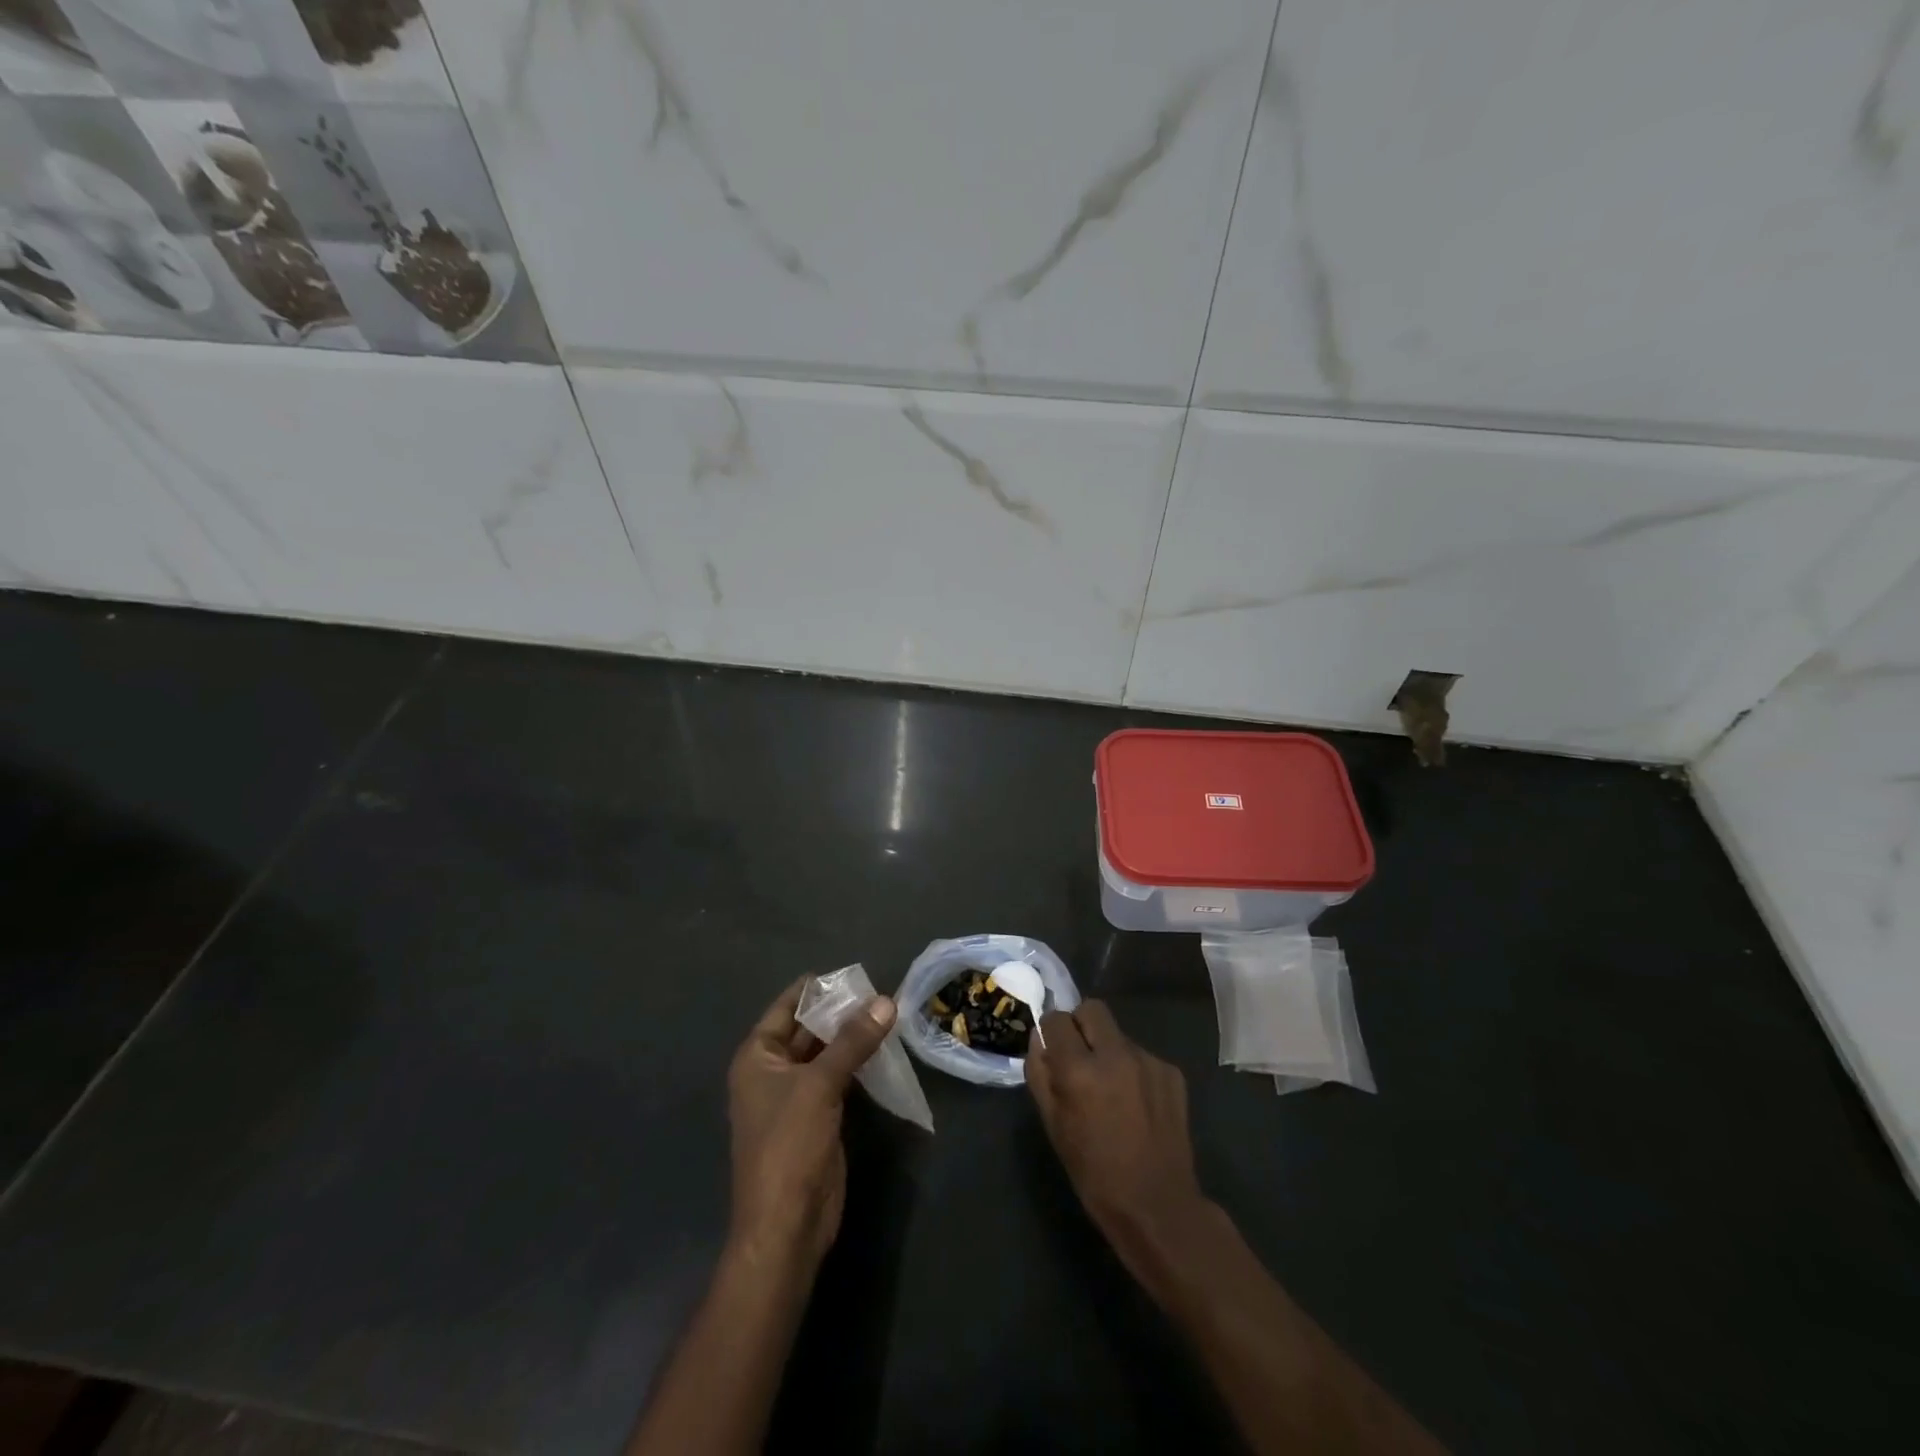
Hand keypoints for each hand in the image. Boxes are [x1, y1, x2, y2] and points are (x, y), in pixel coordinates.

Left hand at [727, 978, 896, 1268]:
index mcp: (757, 1056)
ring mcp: (796, 1094)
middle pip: (808, 1027)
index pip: (787, 1005)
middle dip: (842, 1011)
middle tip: (884, 992)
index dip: (819, 988)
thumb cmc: (789, 1145)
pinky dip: (859, 1062)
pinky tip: (886, 1048)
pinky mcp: (818, 1116)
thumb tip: (886, 1001)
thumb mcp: (819, 1085)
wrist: (787, 1225)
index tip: (858, 973)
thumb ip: (853, 1041)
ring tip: (891, 1013)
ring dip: (854, 1036)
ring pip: (827, 1052)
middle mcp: (772, 1070)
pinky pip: (839, 1077)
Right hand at [1027, 1000, 1210, 1265]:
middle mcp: (1115, 1054)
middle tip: (1079, 1057)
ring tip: (1111, 1089)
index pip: (1057, 1019)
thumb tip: (1038, 1039)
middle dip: (1080, 1025)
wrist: (1158, 1206)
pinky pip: (1141, 1055)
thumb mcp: (1053, 1126)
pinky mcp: (1171, 1072)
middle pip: (1092, 1009)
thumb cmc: (1095, 1173)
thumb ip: (1040, 1074)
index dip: (1050, 1032)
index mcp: (1080, 1070)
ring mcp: (1148, 1060)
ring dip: (1107, 1050)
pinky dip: (1132, 1069)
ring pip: (1118, 1034)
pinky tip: (1135, 1103)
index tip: (1052, 1051)